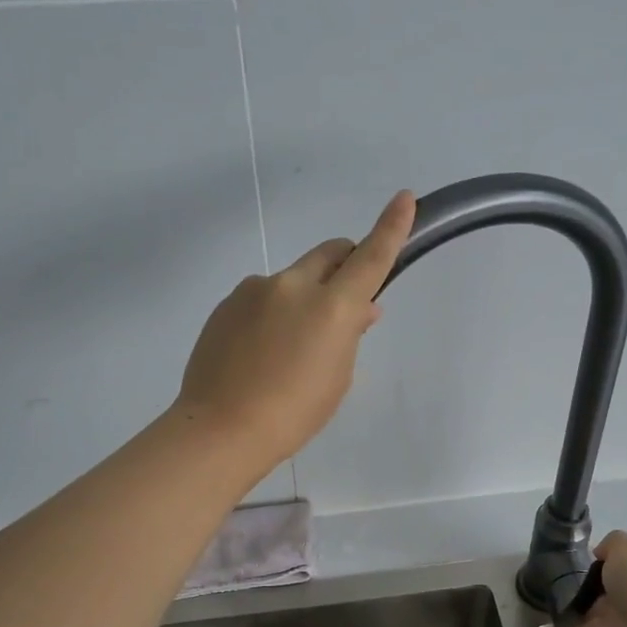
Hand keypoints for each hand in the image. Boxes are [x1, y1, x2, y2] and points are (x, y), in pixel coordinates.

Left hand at [176, 191, 416, 475]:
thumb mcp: (337, 378)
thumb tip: (360, 309)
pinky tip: (260, 351)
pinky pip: (262, 296)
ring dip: (303, 297)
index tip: (404, 198)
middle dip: (344, 265)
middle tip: (344, 300)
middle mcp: (294, 286)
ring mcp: (254, 290)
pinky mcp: (227, 303)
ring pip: (293, 279)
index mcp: (331, 306)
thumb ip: (349, 334)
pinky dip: (272, 311)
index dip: (390, 227)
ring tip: (290, 346)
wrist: (222, 428)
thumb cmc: (294, 413)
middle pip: (329, 254)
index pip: (370, 257)